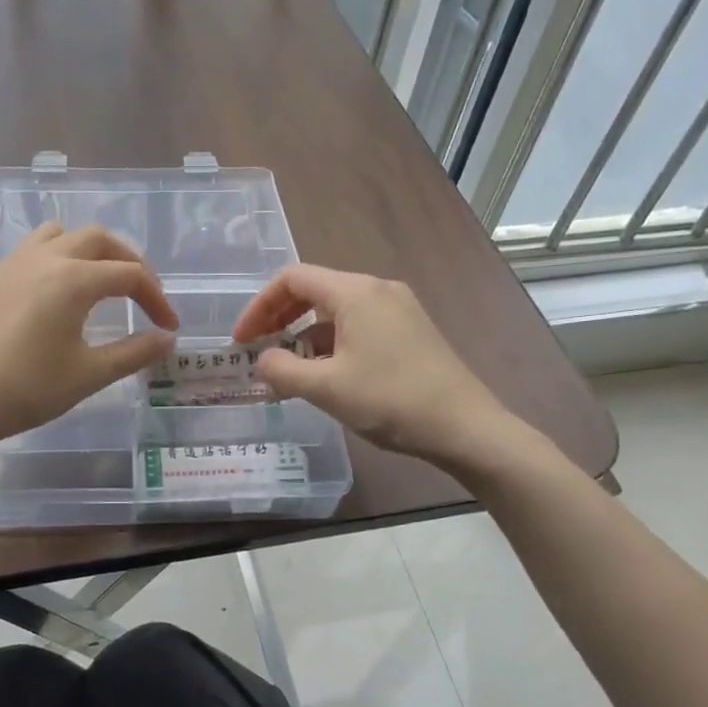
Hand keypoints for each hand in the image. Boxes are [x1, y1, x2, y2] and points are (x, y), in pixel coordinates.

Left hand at [0, 223, 178, 454]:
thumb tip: (167, 339)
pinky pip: (32, 251)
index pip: (130, 275)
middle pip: (98, 240)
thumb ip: (133, 353)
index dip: (156, 298)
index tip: (168, 327)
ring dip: (88, 250)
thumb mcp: (87, 375)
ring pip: (60, 235)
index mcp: (73, 279)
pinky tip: (55, 296)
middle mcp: (44, 259)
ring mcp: (12, 265)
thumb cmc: (25, 390)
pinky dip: (57, 259)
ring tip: (99, 282)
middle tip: (143, 293)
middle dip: (128, 261)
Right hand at [233, 264, 516, 471]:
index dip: (259, 307)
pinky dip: (330, 345)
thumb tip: (261, 362)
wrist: (466, 427)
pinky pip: (358, 327)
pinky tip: (323, 376)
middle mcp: (377, 290)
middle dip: (279, 319)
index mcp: (356, 292)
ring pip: (336, 312)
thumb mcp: (326, 389)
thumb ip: (282, 370)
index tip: (242, 341)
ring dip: (304, 336)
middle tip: (257, 352)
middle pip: (314, 291)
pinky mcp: (410, 332)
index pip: (293, 279)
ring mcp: (398, 310)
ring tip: (286, 372)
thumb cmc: (391, 401)